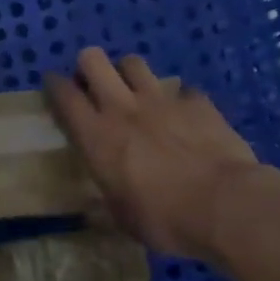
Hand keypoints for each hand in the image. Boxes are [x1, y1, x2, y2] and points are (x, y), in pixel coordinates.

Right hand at [45, 49, 264, 263]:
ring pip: (134, 63)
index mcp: (96, 137)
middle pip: (94, 61)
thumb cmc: (164, 219)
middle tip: (94, 85)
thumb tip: (95, 205)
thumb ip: (106, 199)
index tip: (54, 85)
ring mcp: (162, 100)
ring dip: (128, 74)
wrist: (225, 206)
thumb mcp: (122, 217)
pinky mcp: (198, 103)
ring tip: (134, 92)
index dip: (54, 85)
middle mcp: (123, 108)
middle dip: (89, 66)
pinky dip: (178, 99)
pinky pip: (181, 89)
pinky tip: (184, 115)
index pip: (64, 96)